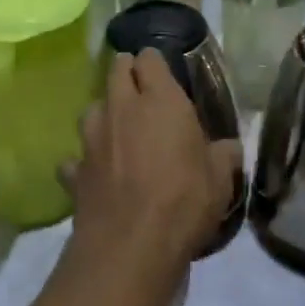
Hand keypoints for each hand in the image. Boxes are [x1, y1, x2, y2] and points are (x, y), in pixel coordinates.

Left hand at [67, 51, 241, 279]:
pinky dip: (82, 163)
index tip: (162, 71)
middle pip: (115, 71)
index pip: (149, 59)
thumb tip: (229, 147)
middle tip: (140, 89)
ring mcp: (93, 139)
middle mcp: (122, 108)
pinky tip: (93, 174)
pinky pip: (75, 159)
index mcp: (161, 100)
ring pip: (91, 108)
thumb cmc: (184, 201)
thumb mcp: (219, 180)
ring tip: (116, 129)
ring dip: (103, 113)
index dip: (154, 62)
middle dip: (125, 72)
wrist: (130, 247)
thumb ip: (223, 156)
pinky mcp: (75, 172)